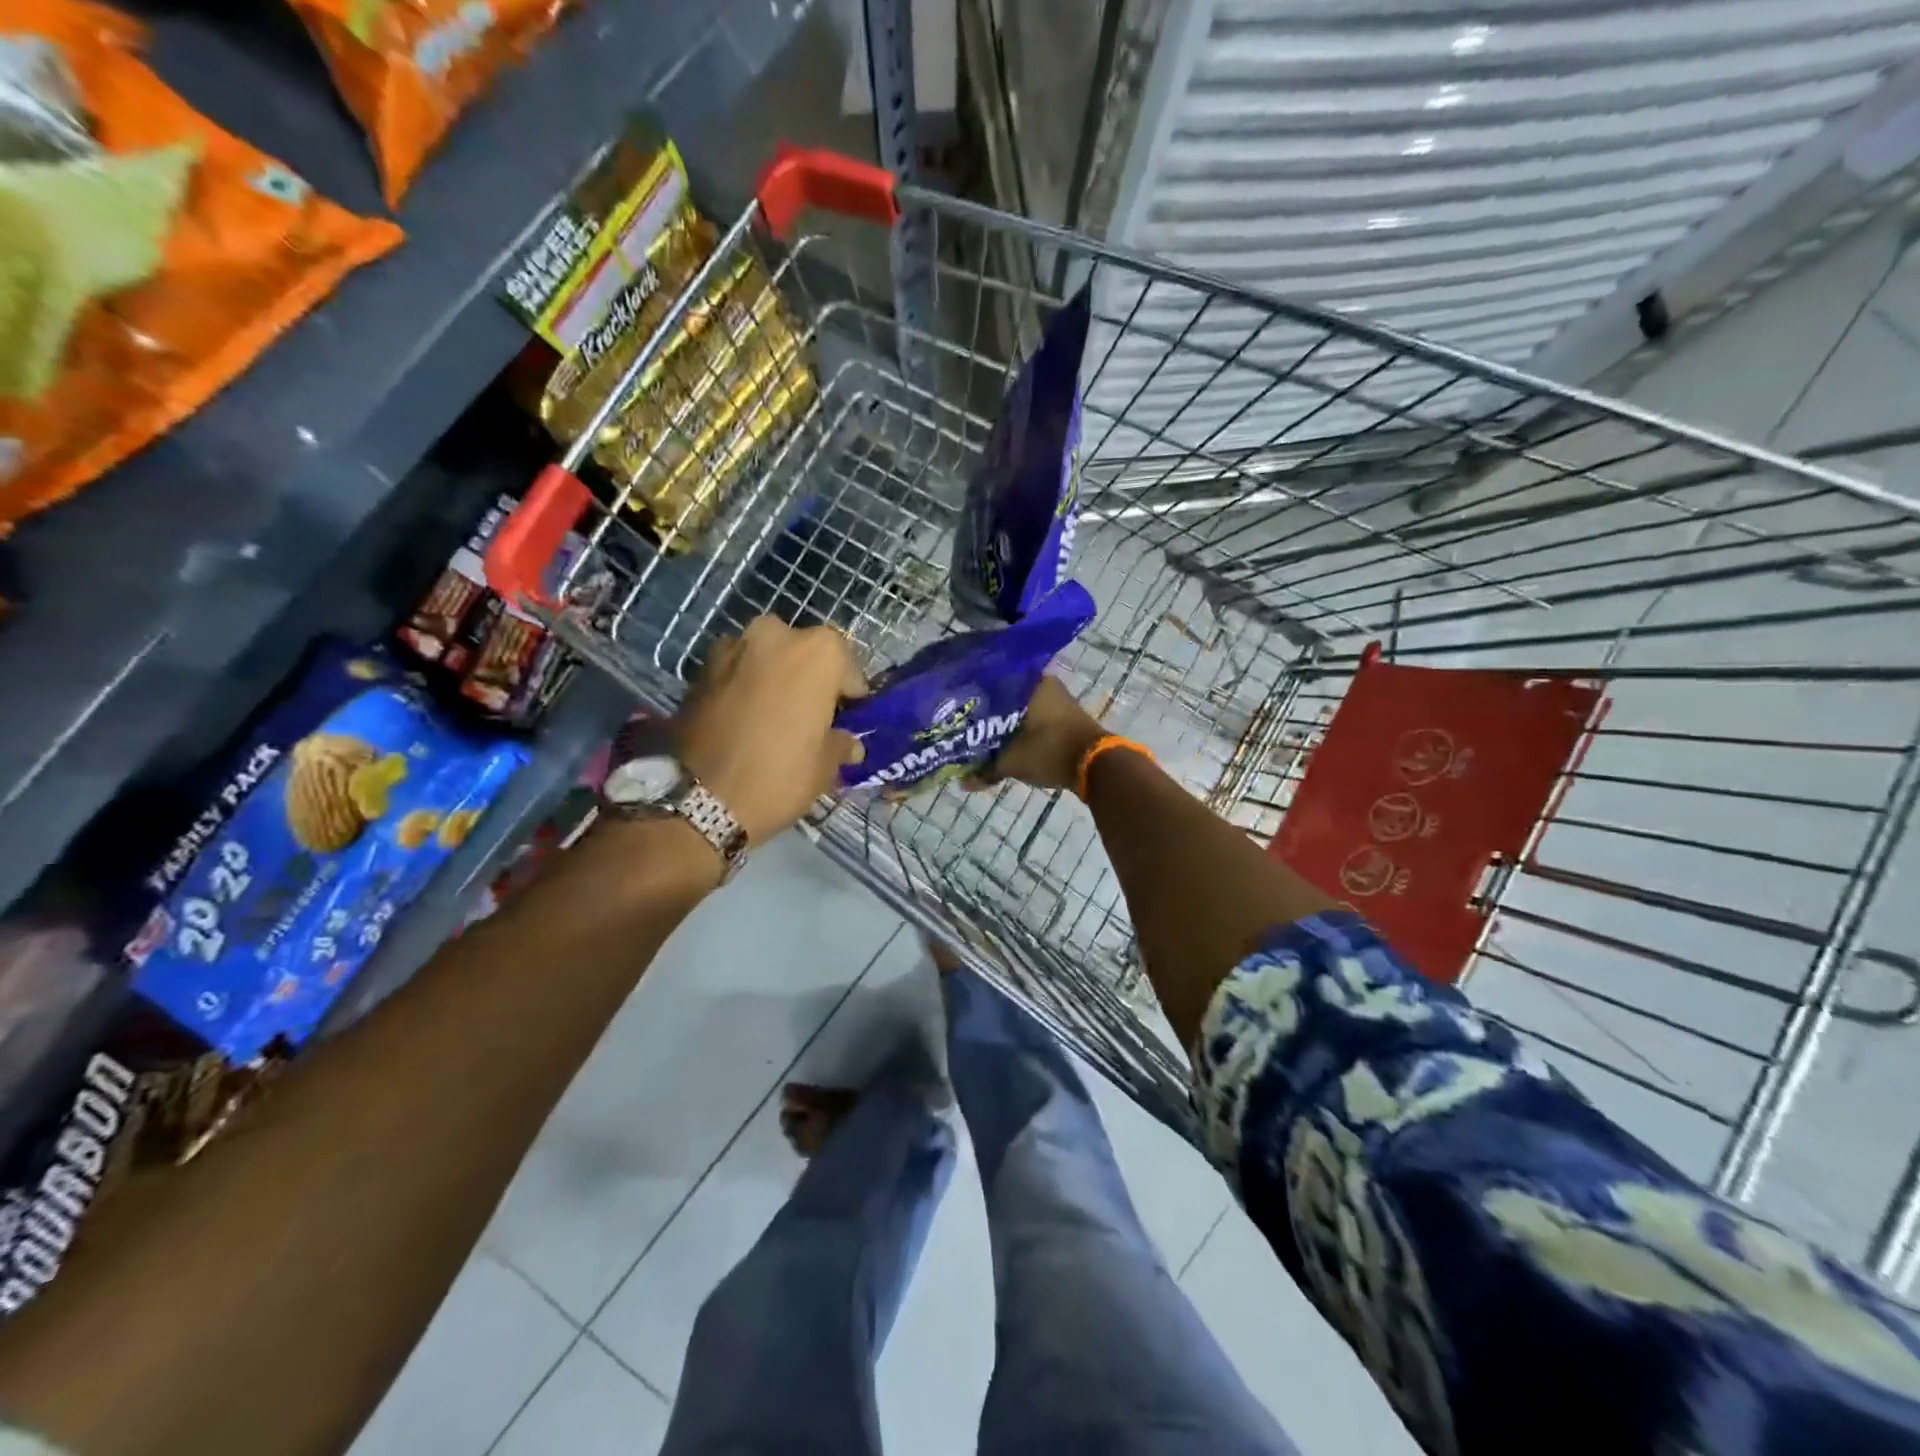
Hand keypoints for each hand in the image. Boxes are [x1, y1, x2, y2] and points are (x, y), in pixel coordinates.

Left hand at [675, 617, 865, 843]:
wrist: (698, 799)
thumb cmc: (780, 775)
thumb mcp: (825, 766)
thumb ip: (840, 744)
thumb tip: (848, 743)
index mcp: (818, 651)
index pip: (846, 667)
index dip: (849, 695)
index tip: (846, 719)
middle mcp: (776, 635)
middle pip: (804, 654)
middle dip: (809, 680)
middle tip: (810, 717)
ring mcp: (733, 647)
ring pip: (767, 659)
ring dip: (775, 681)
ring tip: (775, 719)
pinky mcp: (700, 668)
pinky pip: (737, 673)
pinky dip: (745, 689)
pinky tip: (746, 722)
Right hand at [972, 676, 1104, 792]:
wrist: (1096, 766)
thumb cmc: (1049, 751)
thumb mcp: (1012, 762)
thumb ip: (986, 770)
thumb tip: (962, 783)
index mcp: (1031, 683)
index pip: (993, 682)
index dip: (976, 697)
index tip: (961, 709)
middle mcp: (1046, 685)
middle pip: (1009, 698)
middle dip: (991, 713)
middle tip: (970, 726)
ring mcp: (1060, 701)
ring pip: (1023, 710)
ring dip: (1008, 724)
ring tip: (985, 736)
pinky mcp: (1067, 719)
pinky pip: (1037, 720)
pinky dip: (1024, 730)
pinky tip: (1008, 742)